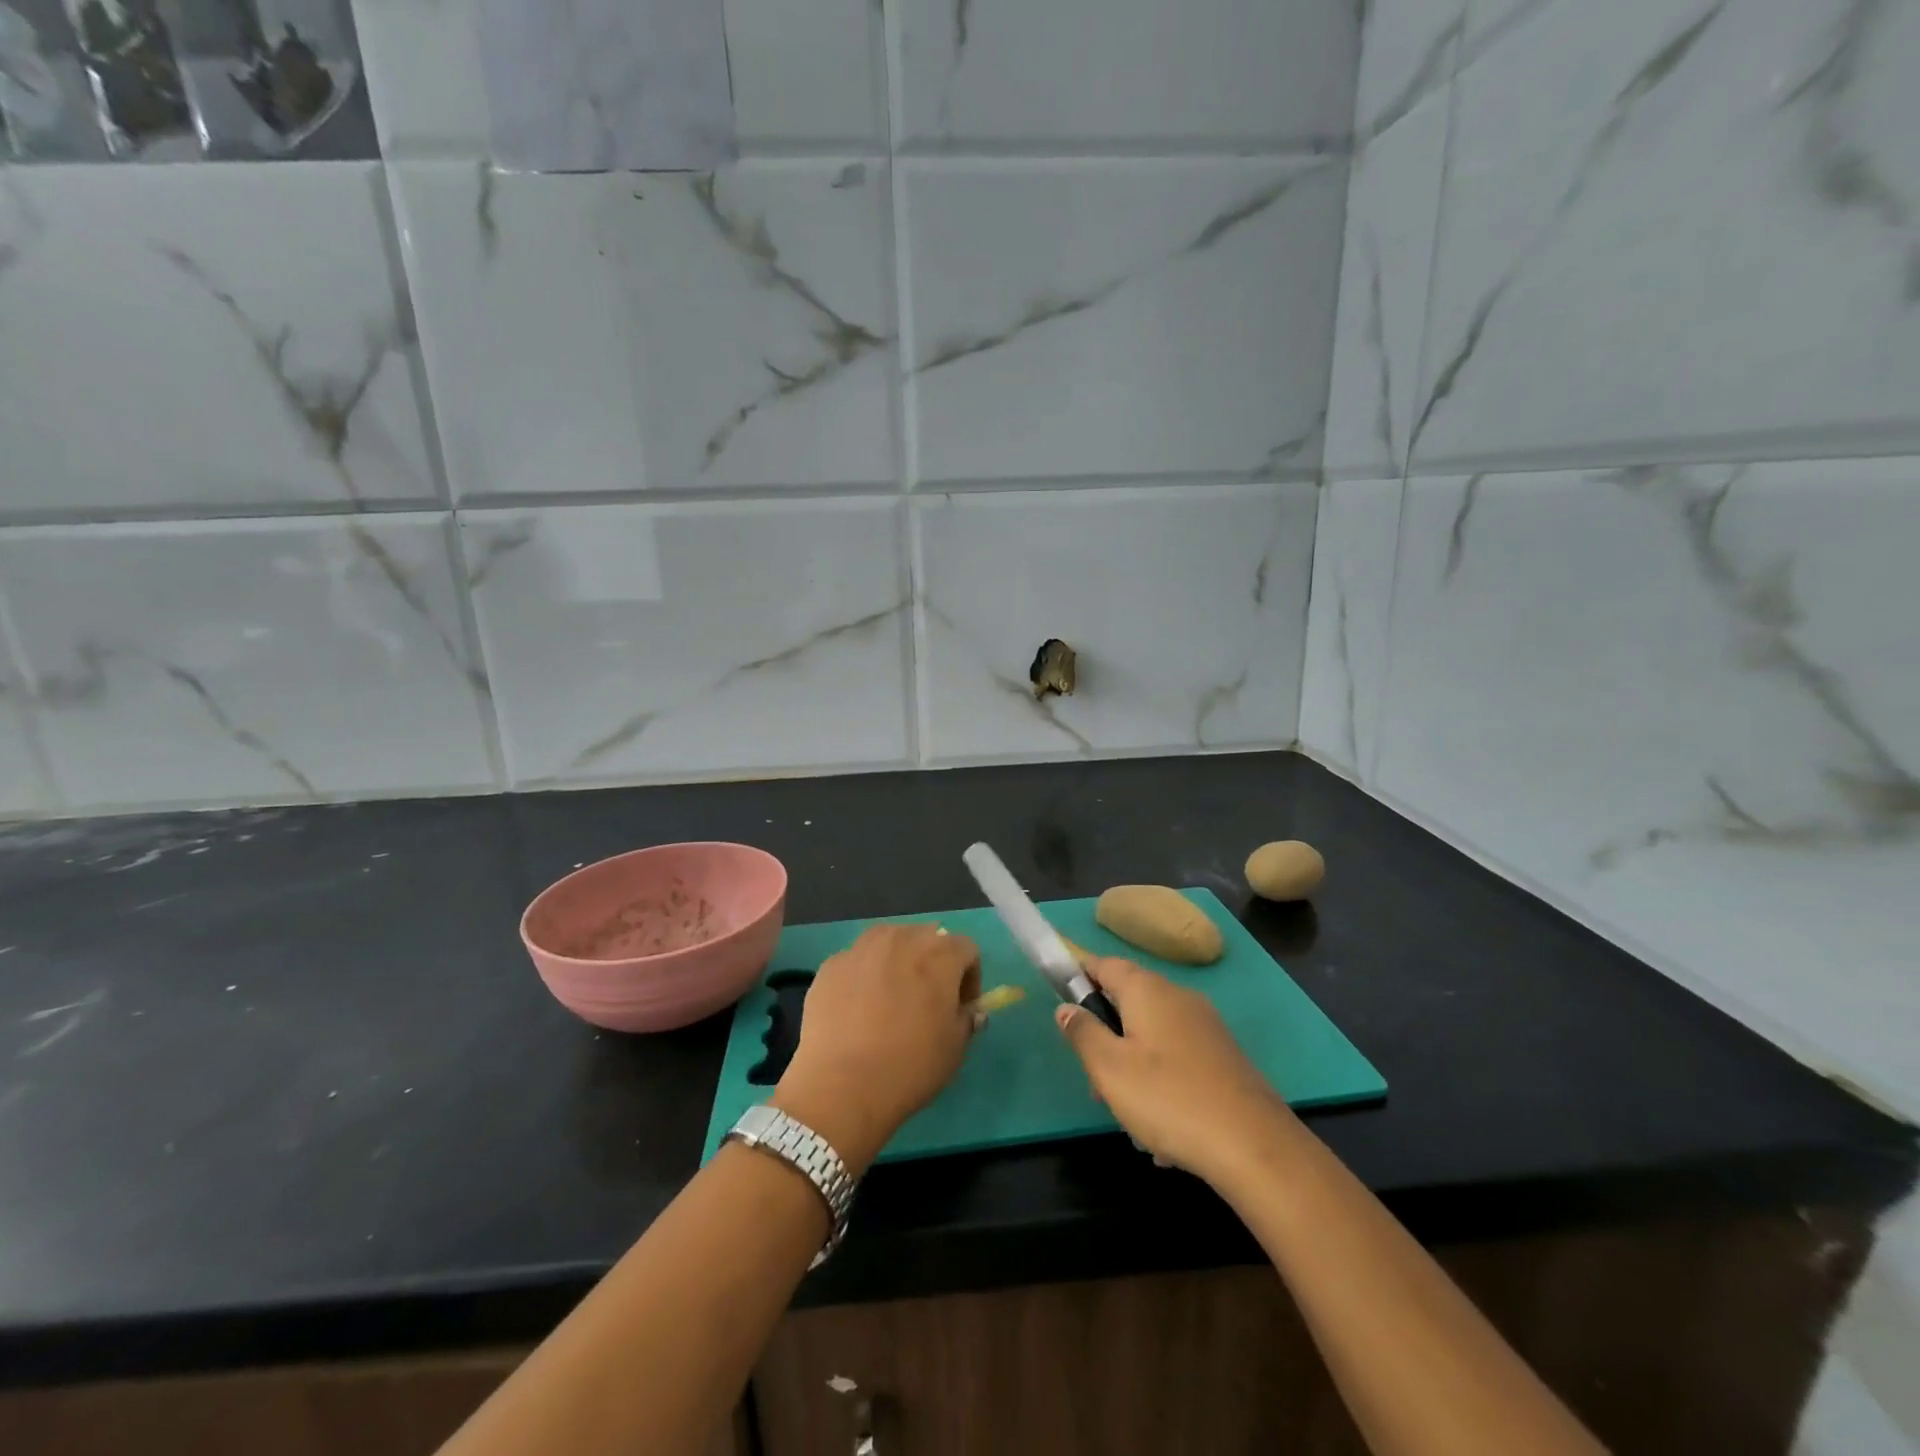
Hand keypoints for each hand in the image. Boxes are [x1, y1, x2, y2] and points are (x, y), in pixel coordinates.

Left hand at [774, 924, 980, 1174]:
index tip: (961, 1006)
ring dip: (898, 960)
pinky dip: (864, 975)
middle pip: (926, 937)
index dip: (969, 976)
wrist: (841, 1087)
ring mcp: (861, 948)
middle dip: (933, 962)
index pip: (966, 948)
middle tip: (927, 999)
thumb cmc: (909, 1067)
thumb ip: (966, 1020)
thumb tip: (969, 1010)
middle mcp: (901, 939)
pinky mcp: (831, 965)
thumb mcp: (954, 1049)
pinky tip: (858, 1009)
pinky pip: (857, 961)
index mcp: (938, 954)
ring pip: (889, 941)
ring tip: (891, 997)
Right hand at [1055, 958, 1294, 1183]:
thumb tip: (1066, 1007)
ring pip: (1152, 1037)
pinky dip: (1163, 1085)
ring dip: (1133, 1069)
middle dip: (1106, 1038)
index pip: (1104, 964)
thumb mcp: (1109, 1069)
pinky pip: (1178, 1061)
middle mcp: (1178, 997)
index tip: (1062, 1003)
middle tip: (1096, 1083)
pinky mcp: (1224, 1058)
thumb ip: (1082, 1033)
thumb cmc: (1169, 1099)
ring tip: (1130, 1118)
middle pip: (1128, 1003)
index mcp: (1147, 990)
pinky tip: (1165, 1133)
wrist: (1255, 1147)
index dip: (1079, 976)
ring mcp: (1206, 1027)